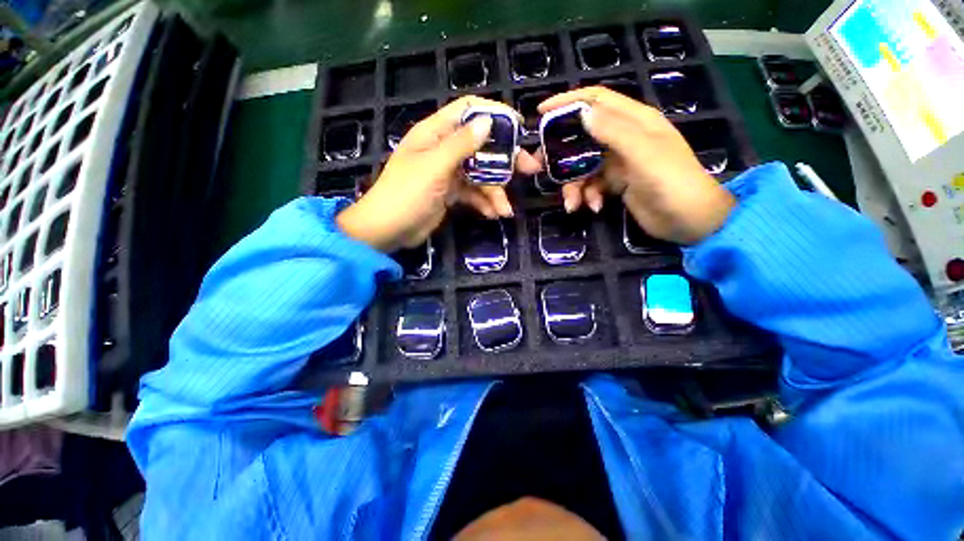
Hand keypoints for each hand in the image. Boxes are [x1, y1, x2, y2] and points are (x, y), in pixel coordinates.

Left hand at [337, 97, 540, 251]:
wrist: (389, 230)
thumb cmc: (407, 195)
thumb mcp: (434, 167)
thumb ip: (461, 145)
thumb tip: (488, 121)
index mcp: (435, 133)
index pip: (468, 111)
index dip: (494, 114)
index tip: (519, 127)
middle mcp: (443, 149)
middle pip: (481, 146)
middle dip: (505, 159)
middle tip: (529, 170)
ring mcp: (448, 173)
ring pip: (480, 174)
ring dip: (495, 191)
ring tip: (505, 210)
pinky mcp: (450, 193)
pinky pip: (473, 193)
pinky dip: (484, 203)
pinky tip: (493, 214)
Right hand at [538, 87, 735, 244]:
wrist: (689, 221)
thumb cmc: (672, 183)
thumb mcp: (644, 154)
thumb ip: (614, 132)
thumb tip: (582, 113)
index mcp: (635, 121)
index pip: (597, 100)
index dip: (569, 101)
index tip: (541, 112)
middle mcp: (624, 138)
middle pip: (584, 136)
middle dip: (562, 153)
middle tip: (543, 166)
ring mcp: (619, 162)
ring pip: (584, 166)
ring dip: (574, 185)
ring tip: (572, 203)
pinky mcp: (616, 183)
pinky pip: (591, 184)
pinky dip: (587, 196)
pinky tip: (593, 207)